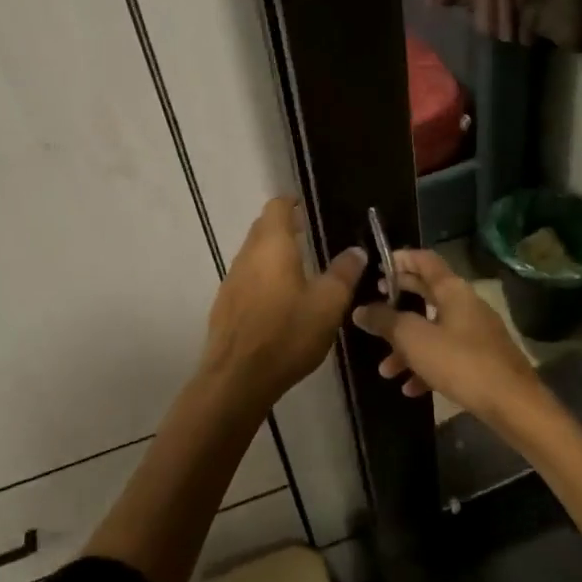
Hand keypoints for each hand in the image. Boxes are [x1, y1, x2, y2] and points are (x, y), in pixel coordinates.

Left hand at [200, 198, 365, 405]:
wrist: (237, 379)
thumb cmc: (287, 334)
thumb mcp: (328, 304)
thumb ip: (344, 273)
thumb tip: (356, 250)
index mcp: (272, 246)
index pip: (277, 207)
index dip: (292, 202)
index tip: (308, 207)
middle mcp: (247, 256)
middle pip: (262, 228)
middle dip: (284, 227)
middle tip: (309, 235)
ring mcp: (231, 281)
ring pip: (253, 255)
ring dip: (273, 254)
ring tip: (298, 268)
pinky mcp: (225, 305)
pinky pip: (246, 279)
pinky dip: (263, 278)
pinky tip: (278, 301)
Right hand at [352, 248, 544, 422]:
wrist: (512, 404)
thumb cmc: (460, 362)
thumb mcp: (414, 340)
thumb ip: (385, 321)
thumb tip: (361, 310)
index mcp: (453, 290)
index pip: (424, 260)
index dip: (400, 259)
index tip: (376, 267)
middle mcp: (466, 304)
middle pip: (427, 294)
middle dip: (398, 304)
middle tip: (373, 309)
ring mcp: (476, 332)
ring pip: (433, 330)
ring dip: (407, 346)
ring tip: (385, 370)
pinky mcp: (482, 359)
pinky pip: (447, 355)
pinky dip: (427, 366)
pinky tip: (411, 389)